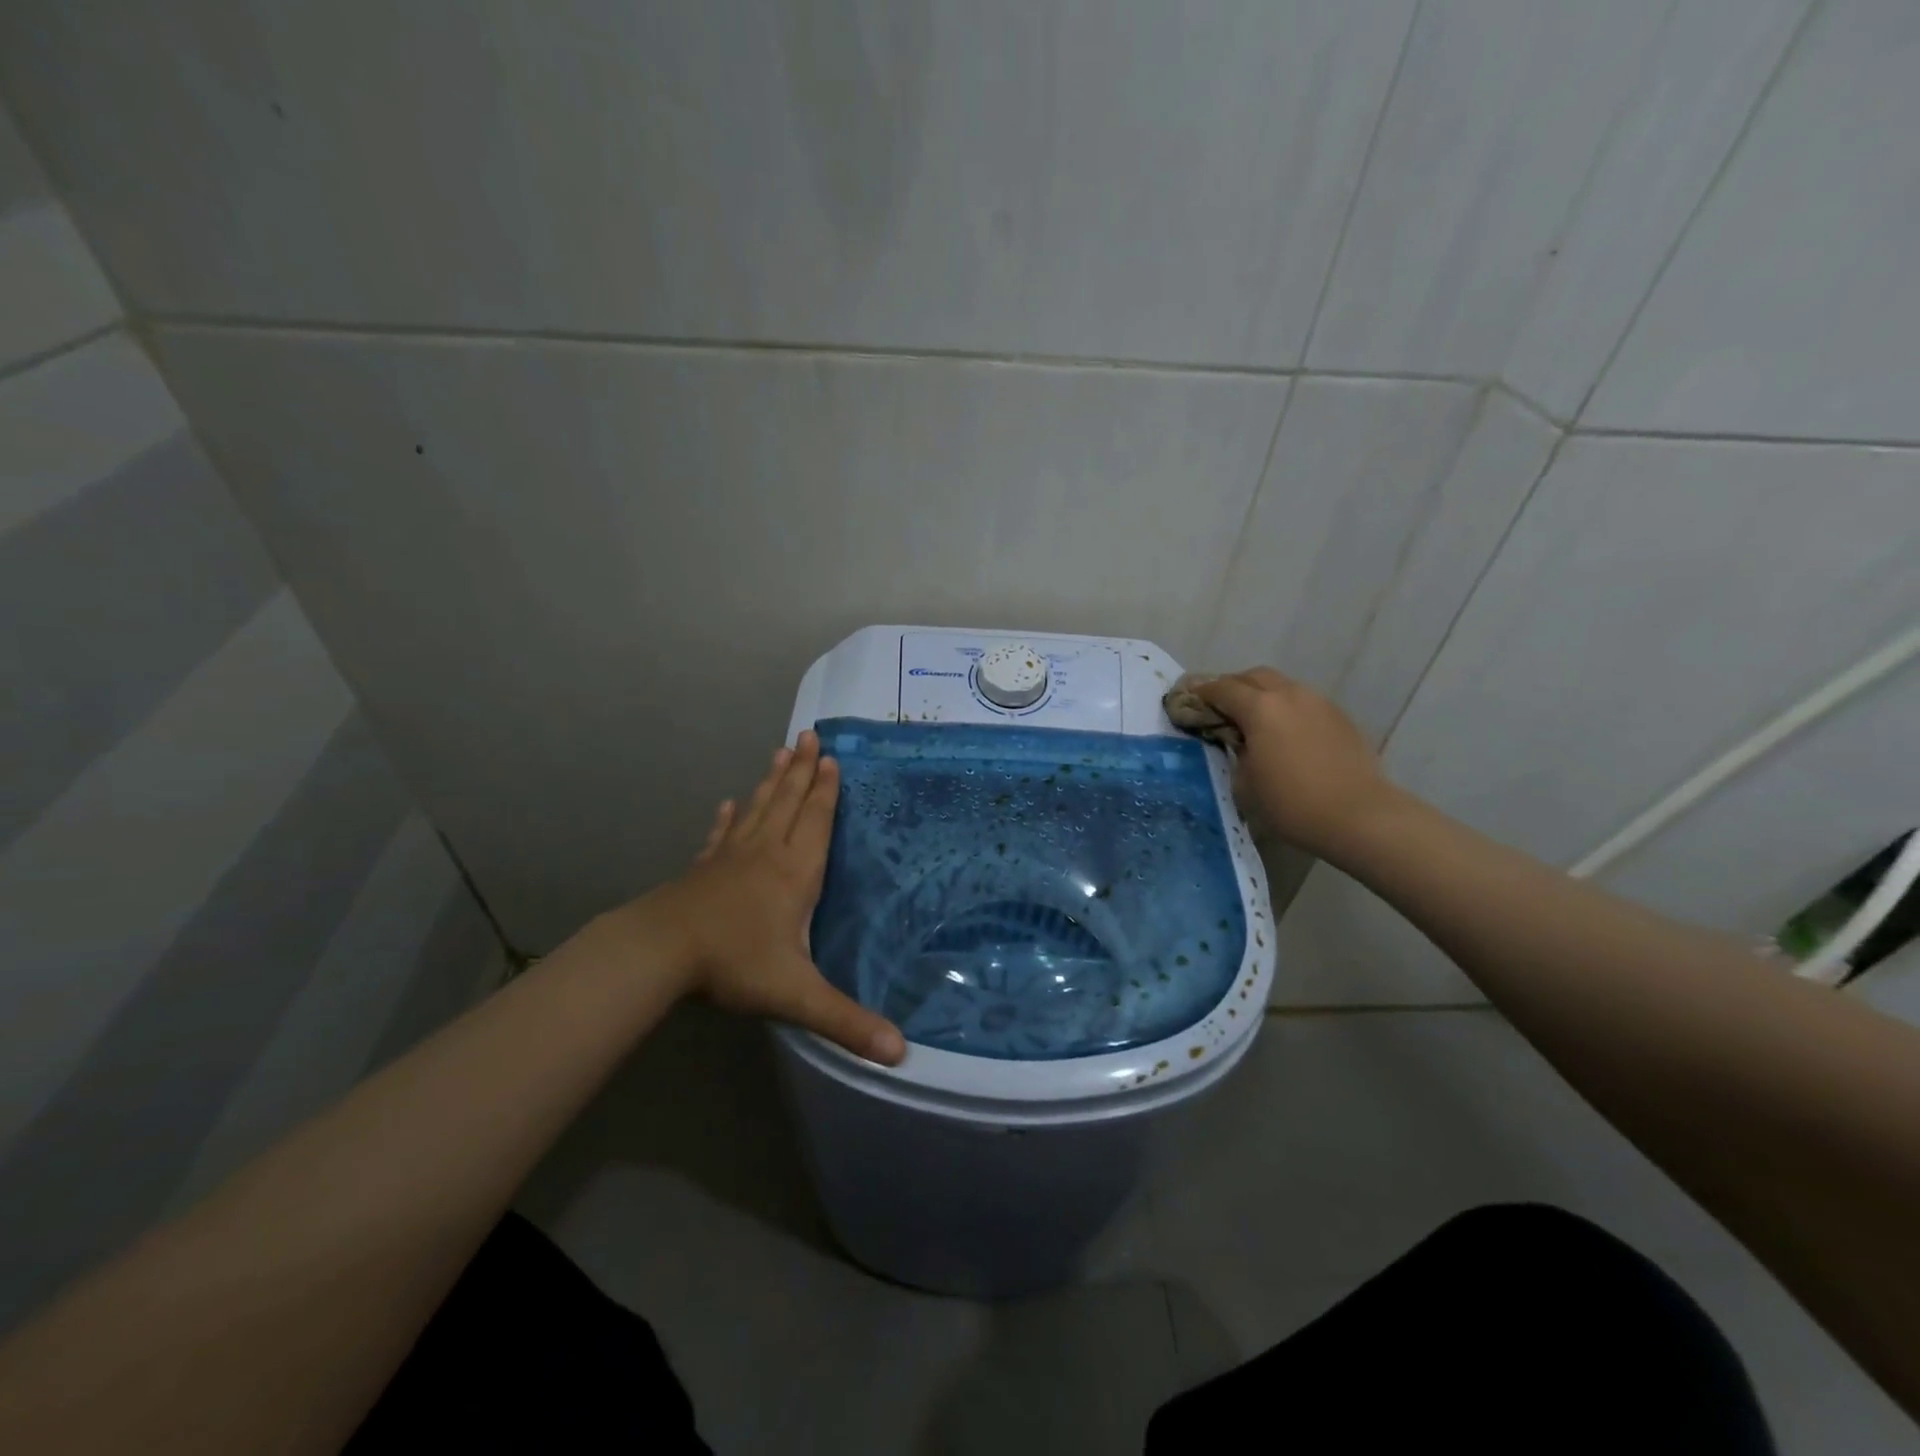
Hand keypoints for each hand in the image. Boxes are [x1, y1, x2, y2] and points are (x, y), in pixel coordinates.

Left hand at [639, 731, 905, 1064]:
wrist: (659, 952)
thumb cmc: (734, 963)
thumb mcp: (796, 995)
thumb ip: (847, 1021)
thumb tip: (901, 1052)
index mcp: (794, 872)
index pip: (816, 821)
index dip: (827, 790)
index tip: (832, 758)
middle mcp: (766, 853)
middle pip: (788, 802)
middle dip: (802, 770)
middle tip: (809, 736)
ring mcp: (730, 857)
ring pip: (758, 809)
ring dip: (772, 781)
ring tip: (781, 752)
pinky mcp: (704, 868)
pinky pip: (722, 834)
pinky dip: (729, 817)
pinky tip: (730, 804)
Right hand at [1195, 668, 1397, 859]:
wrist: (1358, 816)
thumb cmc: (1291, 803)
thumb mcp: (1244, 782)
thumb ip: (1236, 752)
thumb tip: (1240, 742)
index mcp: (1260, 708)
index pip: (1222, 689)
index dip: (1202, 693)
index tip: (1189, 700)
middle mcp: (1289, 695)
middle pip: (1253, 676)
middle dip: (1232, 686)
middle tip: (1219, 706)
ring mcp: (1319, 703)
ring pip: (1282, 686)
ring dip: (1262, 696)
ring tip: (1254, 720)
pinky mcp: (1340, 717)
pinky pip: (1304, 703)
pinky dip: (1287, 709)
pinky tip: (1285, 734)